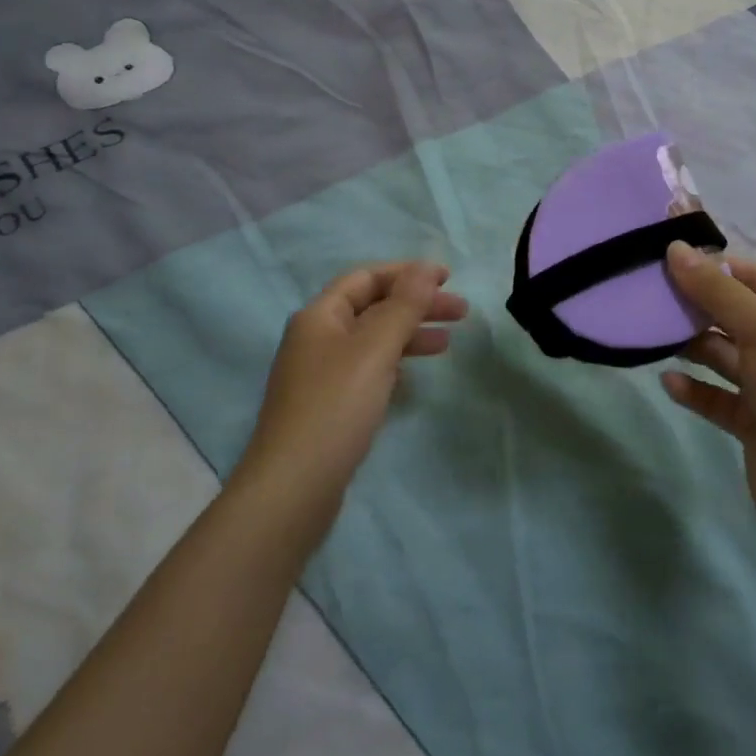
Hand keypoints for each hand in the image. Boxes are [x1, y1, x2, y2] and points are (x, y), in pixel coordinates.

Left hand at [238, 262, 466, 510]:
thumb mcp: (375, 349)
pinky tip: (413, 378)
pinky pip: (367, 371)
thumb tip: (424, 268)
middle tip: (461, 313)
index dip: (407, 273)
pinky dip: (394, 365)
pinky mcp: (329, 407)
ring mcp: (320, 375)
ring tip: (448, 345)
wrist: (293, 488)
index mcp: (320, 316)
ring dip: (410, 335)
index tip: (448, 278)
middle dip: (416, 305)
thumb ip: (404, 306)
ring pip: (372, 341)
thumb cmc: (336, 407)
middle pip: (372, 308)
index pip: (366, 278)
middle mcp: (316, 339)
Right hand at [661, 244, 755, 543]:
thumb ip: (718, 291)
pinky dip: (695, 388)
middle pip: (736, 314)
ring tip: (651, 334)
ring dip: (691, 345)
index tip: (664, 260)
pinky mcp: (755, 422)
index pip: (755, 277)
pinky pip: (718, 396)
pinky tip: (668, 381)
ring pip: (724, 354)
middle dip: (696, 305)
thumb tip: (676, 249)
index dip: (713, 266)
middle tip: (648, 295)